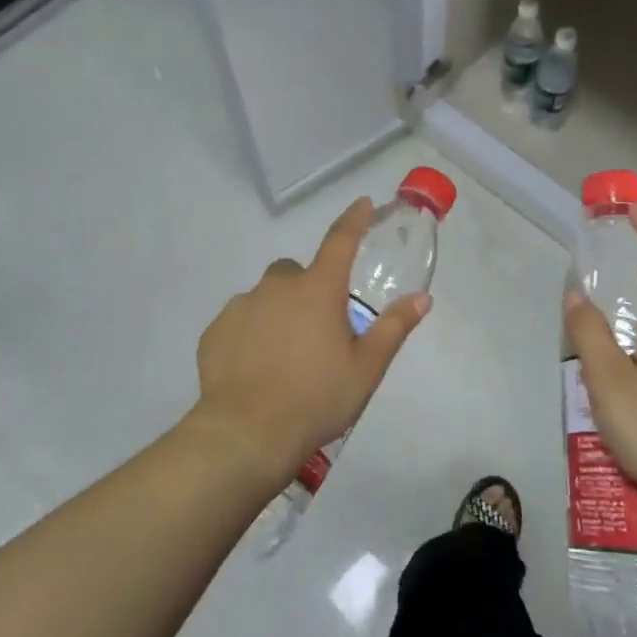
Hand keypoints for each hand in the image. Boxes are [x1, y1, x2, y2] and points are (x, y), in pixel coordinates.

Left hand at [191, 197, 431, 484]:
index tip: (362, 204)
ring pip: (265, 298)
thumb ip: (393, 328)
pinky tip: (257, 369)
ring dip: (278, 313)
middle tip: (318, 331)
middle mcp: (276, 287)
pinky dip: (251, 334)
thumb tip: (422, 298)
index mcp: (317, 289)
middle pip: (296, 273)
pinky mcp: (215, 331)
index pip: (340, 241)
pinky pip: (240, 322)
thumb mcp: (366, 368)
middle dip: (308, 289)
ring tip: (285, 358)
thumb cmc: (317, 398)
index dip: (354, 220)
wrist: (247, 432)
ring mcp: (241, 306)